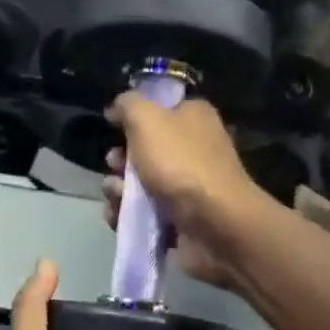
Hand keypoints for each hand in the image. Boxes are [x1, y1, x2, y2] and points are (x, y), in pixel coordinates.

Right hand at [100, 94, 270, 291]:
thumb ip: (127, 105)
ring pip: (139, 183)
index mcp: (193, 117)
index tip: (114, 126)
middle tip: (115, 165)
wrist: (215, 225)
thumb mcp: (147, 119)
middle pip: (143, 148)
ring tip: (116, 195)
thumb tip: (116, 108)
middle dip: (120, 159)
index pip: (159, 108)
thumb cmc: (181, 163)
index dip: (133, 116)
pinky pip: (143, 213)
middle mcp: (192, 148)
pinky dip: (126, 214)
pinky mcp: (179, 218)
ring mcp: (186, 186)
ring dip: (118, 188)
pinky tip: (117, 217)